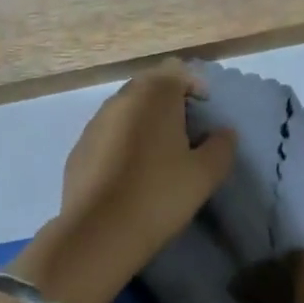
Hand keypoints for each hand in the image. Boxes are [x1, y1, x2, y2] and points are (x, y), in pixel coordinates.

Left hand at [54, 57, 235, 288]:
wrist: (99, 231)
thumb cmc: (160, 194)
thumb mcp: (205, 174)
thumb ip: (221, 147)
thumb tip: (224, 133)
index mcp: (154, 96)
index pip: (176, 71)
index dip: (194, 85)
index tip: (205, 109)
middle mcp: (121, 100)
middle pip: (149, 86)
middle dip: (168, 100)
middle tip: (186, 129)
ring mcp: (94, 123)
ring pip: (125, 110)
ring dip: (144, 121)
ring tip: (159, 152)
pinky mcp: (78, 149)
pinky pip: (108, 134)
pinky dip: (123, 141)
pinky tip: (130, 171)